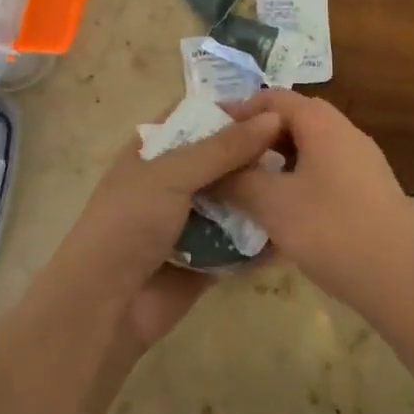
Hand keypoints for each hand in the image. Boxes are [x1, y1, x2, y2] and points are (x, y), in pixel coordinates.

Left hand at [47, 109, 282, 351]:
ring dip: (264, 194)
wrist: (105, 306)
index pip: (195, 116)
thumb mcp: (171, 173)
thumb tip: (272, 118)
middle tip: (303, 148)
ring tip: (308, 185)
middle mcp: (173, 181)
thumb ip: (222, 147)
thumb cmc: (129, 223)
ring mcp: (190, 221)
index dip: (231, 109)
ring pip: (236, 200)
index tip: (277, 107)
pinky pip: (241, 243)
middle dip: (256, 153)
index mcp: (154, 151)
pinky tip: (298, 227)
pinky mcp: (207, 260)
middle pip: (221, 158)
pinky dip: (263, 239)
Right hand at [218, 90, 413, 316]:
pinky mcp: (370, 190)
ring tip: (250, 187)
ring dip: (278, 161)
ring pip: (310, 148)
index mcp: (321, 123)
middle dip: (257, 137)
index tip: (211, 133)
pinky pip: (325, 171)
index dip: (239, 111)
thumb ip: (238, 181)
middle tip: (228, 160)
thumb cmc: (332, 230)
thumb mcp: (272, 204)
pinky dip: (299, 180)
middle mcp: (344, 132)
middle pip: (293, 120)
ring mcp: (362, 161)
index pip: (273, 98)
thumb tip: (213, 171)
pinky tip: (285, 213)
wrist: (405, 278)